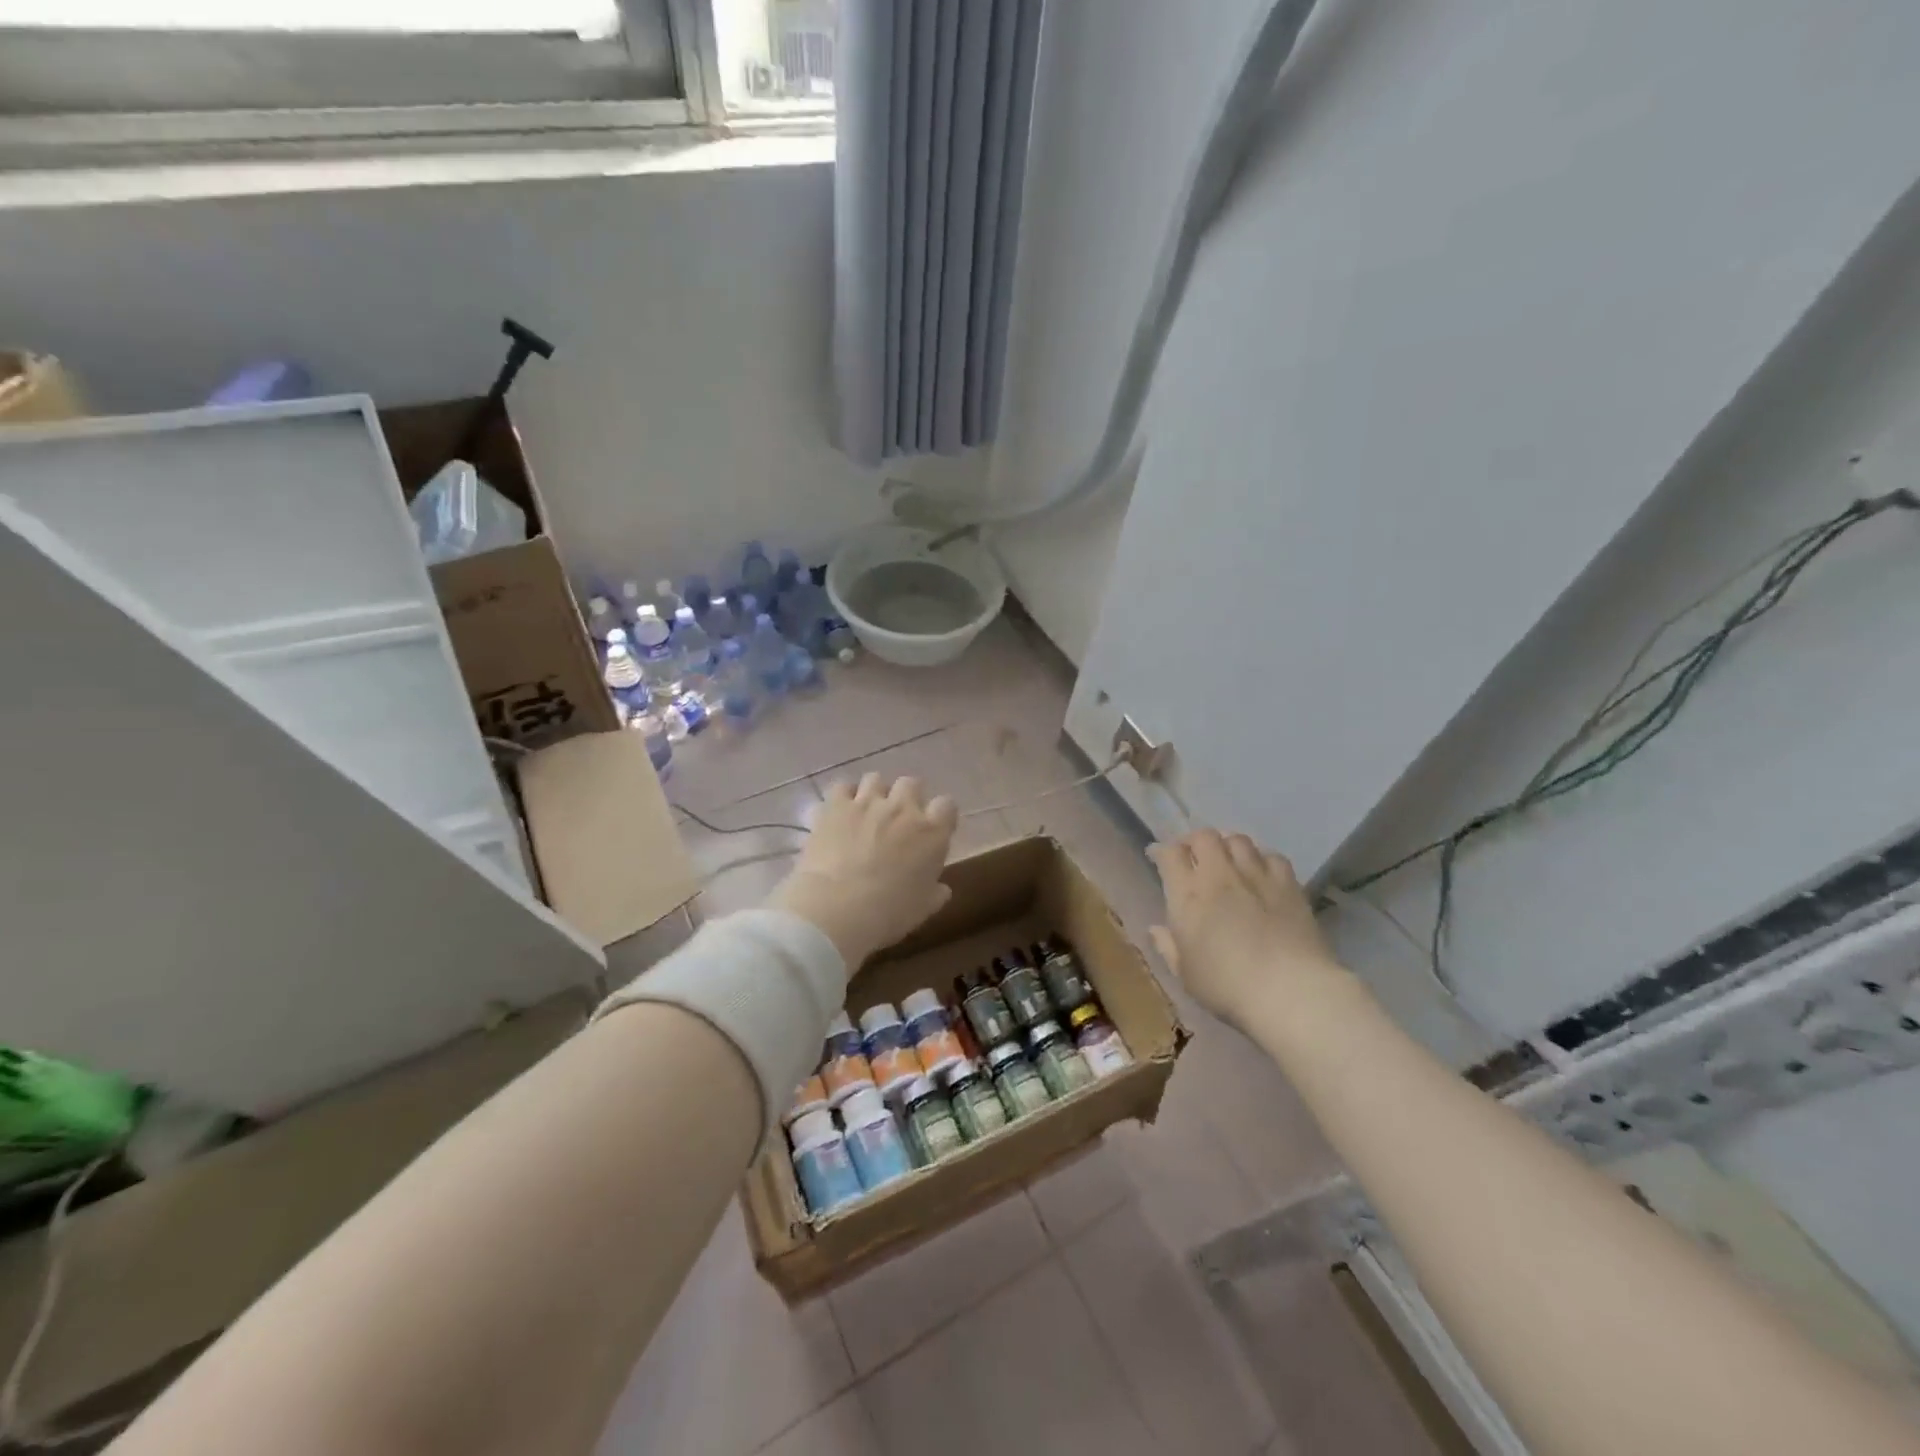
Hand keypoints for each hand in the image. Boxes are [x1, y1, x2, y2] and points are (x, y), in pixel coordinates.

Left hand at [769, 774, 958, 972]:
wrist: (837, 908)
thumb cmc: (888, 913)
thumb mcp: (922, 909)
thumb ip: (935, 893)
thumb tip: (941, 888)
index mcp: (931, 833)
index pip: (947, 806)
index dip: (940, 815)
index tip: (933, 829)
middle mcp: (903, 809)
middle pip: (912, 783)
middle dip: (907, 797)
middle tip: (898, 819)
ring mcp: (867, 803)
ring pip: (876, 779)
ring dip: (875, 793)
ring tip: (866, 812)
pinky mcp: (835, 806)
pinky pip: (842, 787)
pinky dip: (843, 796)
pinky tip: (840, 811)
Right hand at [1148, 829, 1344, 1030]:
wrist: (1290, 990)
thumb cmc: (1227, 986)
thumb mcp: (1186, 974)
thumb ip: (1168, 947)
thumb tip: (1156, 929)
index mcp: (1187, 895)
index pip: (1169, 854)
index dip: (1161, 851)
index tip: (1158, 858)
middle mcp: (1219, 874)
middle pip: (1204, 836)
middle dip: (1194, 842)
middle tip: (1194, 858)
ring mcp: (1256, 875)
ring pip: (1238, 839)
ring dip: (1228, 846)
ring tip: (1228, 861)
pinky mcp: (1288, 884)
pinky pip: (1272, 856)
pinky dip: (1262, 860)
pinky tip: (1263, 874)